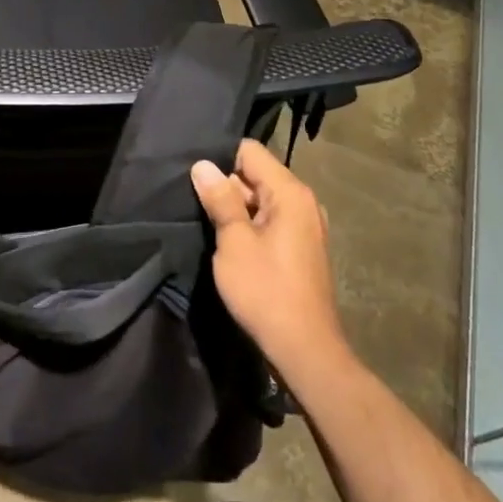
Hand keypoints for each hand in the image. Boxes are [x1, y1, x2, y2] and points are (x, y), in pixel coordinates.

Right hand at [191, 139, 349, 385]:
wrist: (305, 350)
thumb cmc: (266, 291)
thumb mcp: (234, 242)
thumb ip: (220, 199)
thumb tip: (203, 165)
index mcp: (290, 192)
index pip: (249, 151)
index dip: (220, 160)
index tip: (195, 177)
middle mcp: (304, 201)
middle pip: (256, 174)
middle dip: (227, 185)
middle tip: (195, 202)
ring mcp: (306, 225)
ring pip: (261, 199)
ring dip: (237, 208)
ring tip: (208, 222)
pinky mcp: (302, 247)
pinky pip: (271, 220)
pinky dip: (251, 225)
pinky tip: (230, 242)